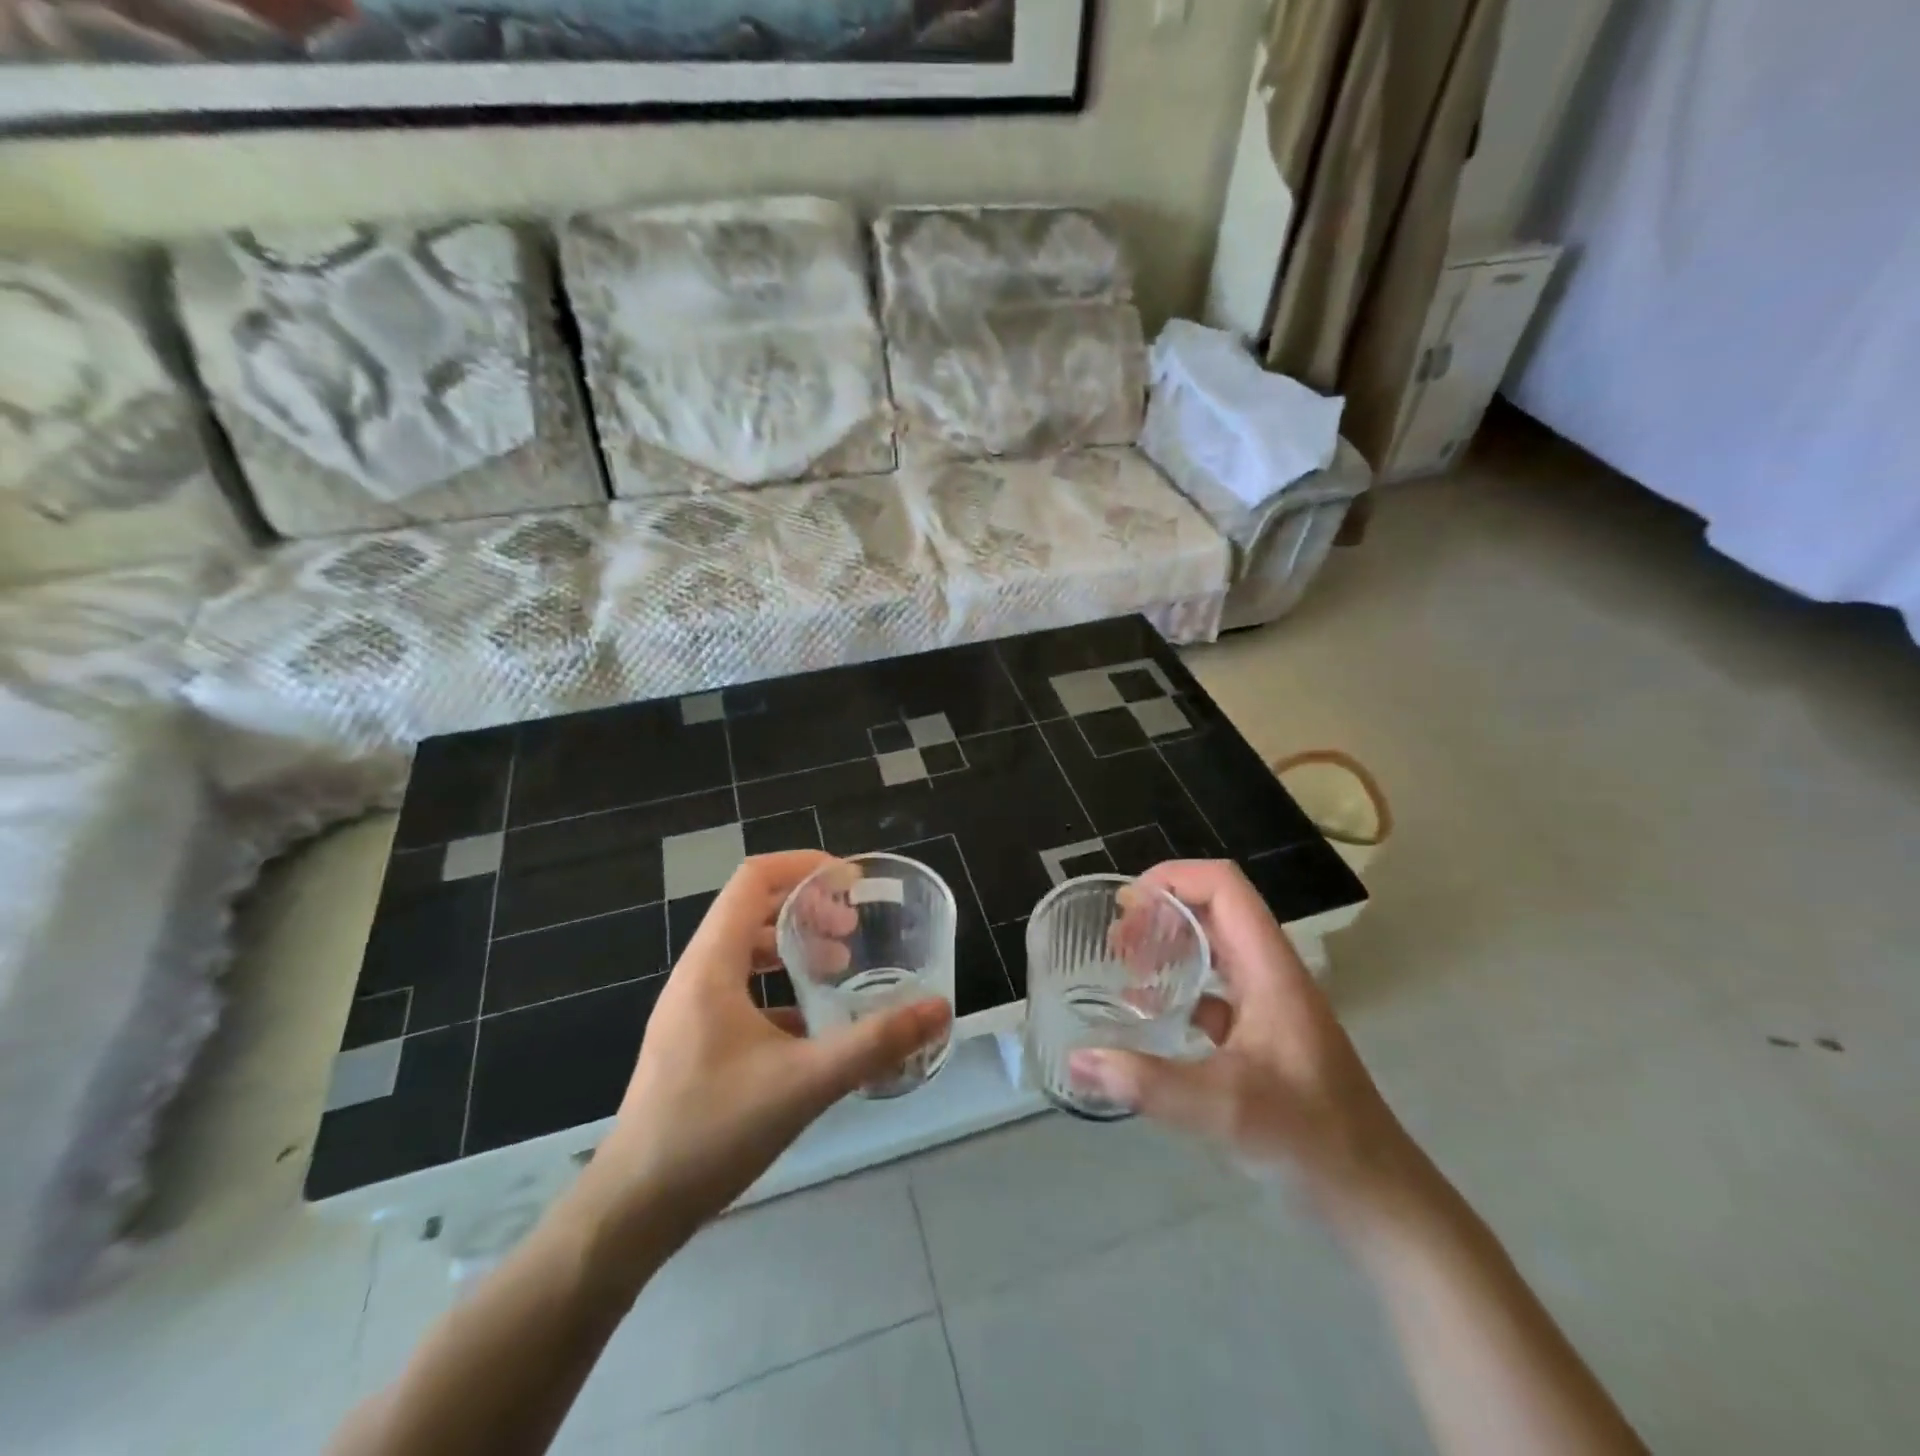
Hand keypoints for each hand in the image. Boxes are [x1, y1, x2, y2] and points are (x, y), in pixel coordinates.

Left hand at [578, 852, 951, 1246]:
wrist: (632, 1211)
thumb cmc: (712, 1132)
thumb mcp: (804, 1083)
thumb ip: (875, 1044)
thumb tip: (939, 1009)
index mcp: (712, 965)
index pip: (753, 880)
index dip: (803, 866)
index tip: (851, 880)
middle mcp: (697, 976)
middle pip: (752, 910)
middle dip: (807, 907)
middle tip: (853, 928)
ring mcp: (691, 1010)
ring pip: (746, 951)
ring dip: (793, 946)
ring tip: (839, 966)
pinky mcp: (694, 1041)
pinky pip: (741, 990)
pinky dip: (779, 987)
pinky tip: (812, 1024)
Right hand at [1071, 861, 1427, 1226]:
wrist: (1373, 1197)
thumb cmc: (1310, 1138)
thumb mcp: (1225, 1108)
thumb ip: (1149, 1084)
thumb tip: (1077, 1060)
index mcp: (1270, 968)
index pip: (1223, 886)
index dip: (1173, 878)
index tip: (1126, 906)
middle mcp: (1270, 974)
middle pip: (1214, 910)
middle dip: (1161, 912)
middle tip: (1116, 942)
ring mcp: (1269, 1004)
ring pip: (1214, 948)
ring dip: (1169, 945)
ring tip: (1125, 968)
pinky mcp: (1264, 1035)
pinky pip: (1216, 989)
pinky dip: (1180, 987)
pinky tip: (1152, 1016)